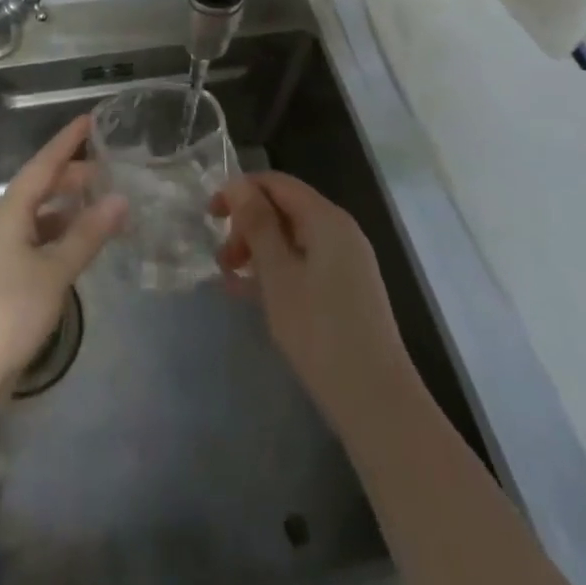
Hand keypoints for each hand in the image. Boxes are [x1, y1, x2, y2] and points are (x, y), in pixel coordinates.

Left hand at [0, 115, 126, 401]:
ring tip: (100, 203)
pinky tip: (79, 244)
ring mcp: (1, 251)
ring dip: (68, 206)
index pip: (43, 164)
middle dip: (72, 175)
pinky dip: (61, 234)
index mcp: (10, 211)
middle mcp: (3, 223)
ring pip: (39, 215)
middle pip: (40, 187)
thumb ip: (87, 234)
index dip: (66, 142)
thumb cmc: (8, 311)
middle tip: (108, 170)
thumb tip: (120, 199)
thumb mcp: (54, 271)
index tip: (89, 120)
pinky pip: (37, 239)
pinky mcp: (4, 277)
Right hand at [213, 173, 413, 425]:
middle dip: (248, 226)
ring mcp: (347, 263)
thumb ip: (257, 224)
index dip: (241, 191)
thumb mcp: (277, 273)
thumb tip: (237, 183)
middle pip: (285, 210)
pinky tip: (252, 295)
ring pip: (293, 240)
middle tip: (223, 259)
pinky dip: (277, 272)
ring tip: (231, 280)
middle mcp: (341, 232)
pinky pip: (304, 265)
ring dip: (259, 252)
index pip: (277, 184)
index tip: (209, 215)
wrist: (376, 401)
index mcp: (327, 219)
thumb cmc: (319, 331)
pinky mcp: (347, 291)